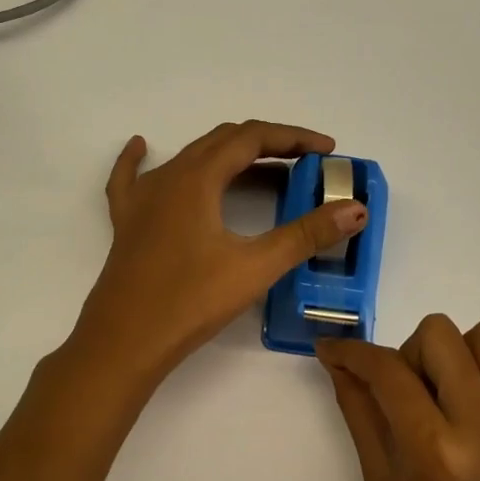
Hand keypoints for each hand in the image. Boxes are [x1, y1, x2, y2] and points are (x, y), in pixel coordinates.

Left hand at [71, 122, 368, 386]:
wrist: (124, 343)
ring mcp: (141, 198)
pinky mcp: (126, 222)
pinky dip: (140, 159)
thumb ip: (306, 234)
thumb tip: (355, 209)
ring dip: (228, 156)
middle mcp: (168, 176)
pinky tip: (141, 146)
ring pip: (189, 158)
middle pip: (222, 141)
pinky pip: (132, 178)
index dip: (293, 138)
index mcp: (197, 178)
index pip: (252, 138)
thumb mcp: (255, 267)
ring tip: (262, 170)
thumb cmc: (190, 302)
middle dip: (267, 145)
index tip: (326, 150)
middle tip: (304, 163)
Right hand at [318, 315, 479, 480]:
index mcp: (435, 450)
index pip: (389, 371)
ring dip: (458, 354)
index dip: (353, 352)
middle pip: (441, 334)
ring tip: (448, 394)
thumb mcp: (376, 476)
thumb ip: (357, 406)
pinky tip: (475, 414)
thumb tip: (334, 357)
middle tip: (408, 392)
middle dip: (410, 354)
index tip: (333, 350)